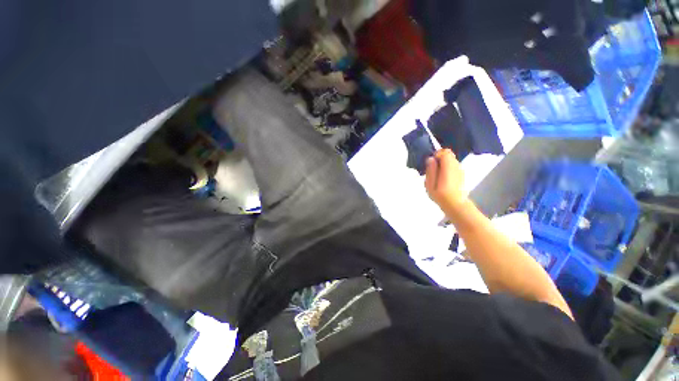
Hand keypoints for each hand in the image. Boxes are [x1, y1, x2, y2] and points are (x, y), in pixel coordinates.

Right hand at [425, 149, 467, 212]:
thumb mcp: (430, 184)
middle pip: (449, 154)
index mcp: (448, 166)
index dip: (436, 154)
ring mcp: (460, 170)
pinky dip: (448, 168)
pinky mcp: (461, 174)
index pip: (444, 152)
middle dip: (440, 159)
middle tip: (432, 169)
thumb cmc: (440, 195)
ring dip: (443, 164)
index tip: (430, 163)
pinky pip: (453, 166)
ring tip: (437, 175)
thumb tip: (430, 159)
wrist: (456, 205)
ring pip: (451, 160)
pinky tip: (443, 179)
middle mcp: (456, 165)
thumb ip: (430, 170)